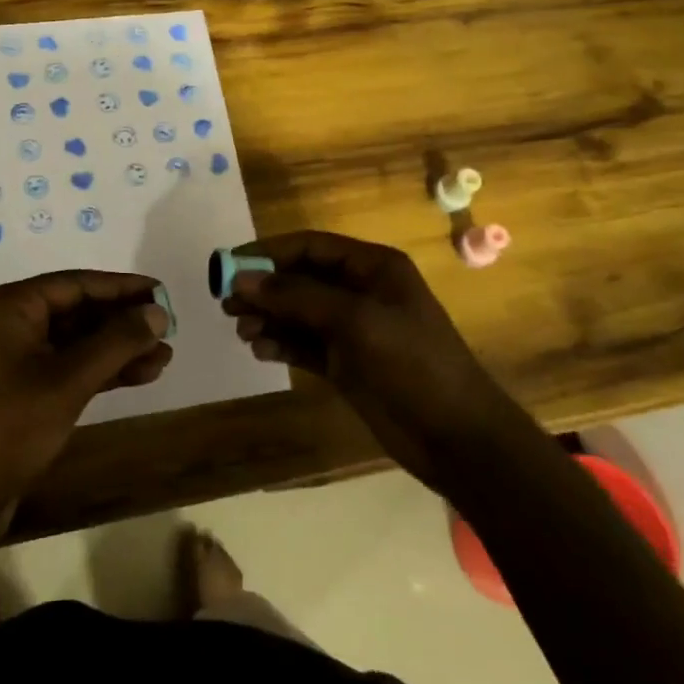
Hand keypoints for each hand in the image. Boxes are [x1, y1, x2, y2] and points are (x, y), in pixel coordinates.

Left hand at [0, 271, 172, 512]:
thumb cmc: (8, 427)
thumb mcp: (68, 380)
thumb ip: (116, 342)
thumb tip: (158, 313)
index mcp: (10, 306)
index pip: (76, 283)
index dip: (122, 288)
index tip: (162, 292)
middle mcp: (9, 323)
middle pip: (77, 310)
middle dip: (123, 321)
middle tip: (168, 327)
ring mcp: (13, 358)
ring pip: (76, 342)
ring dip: (118, 349)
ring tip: (164, 356)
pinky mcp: (20, 389)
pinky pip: (67, 366)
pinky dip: (101, 370)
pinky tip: (141, 375)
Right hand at [222, 232, 497, 489]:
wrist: (457, 437)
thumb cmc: (412, 364)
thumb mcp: (355, 321)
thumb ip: (297, 297)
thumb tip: (242, 279)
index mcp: (372, 267)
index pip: (311, 246)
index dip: (268, 253)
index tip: (229, 266)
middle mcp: (360, 291)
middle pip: (300, 279)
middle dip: (264, 288)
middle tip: (226, 304)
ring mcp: (352, 329)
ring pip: (298, 313)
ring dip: (268, 317)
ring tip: (242, 331)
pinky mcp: (345, 363)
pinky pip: (303, 344)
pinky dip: (280, 343)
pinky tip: (259, 350)